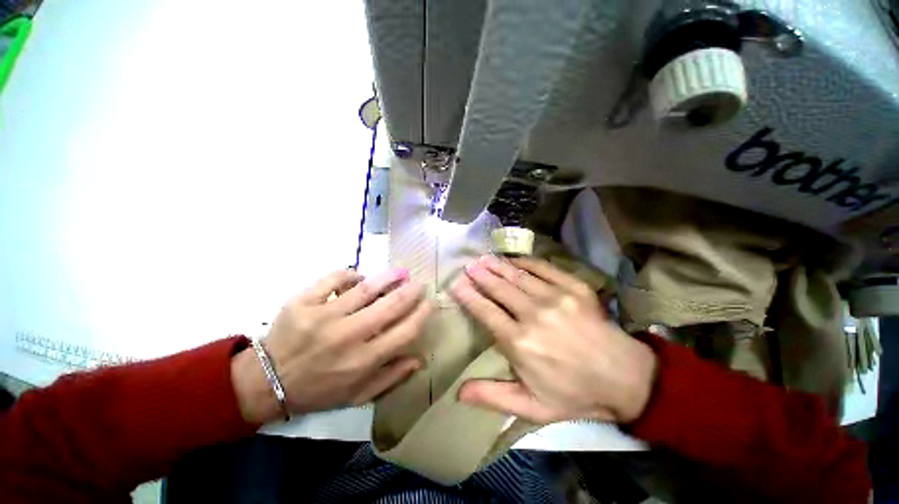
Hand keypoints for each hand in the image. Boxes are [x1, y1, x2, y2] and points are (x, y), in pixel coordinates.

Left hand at [232, 268, 430, 422]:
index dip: (421, 315)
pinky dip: (351, 275)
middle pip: (390, 306)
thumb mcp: (357, 396)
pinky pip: (334, 278)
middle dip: (411, 291)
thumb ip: (390, 377)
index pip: (404, 332)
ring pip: (365, 288)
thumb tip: (419, 359)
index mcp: (362, 361)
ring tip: (400, 272)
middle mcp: (347, 336)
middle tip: (419, 284)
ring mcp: (323, 316)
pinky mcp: (303, 301)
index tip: (428, 304)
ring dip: (388, 277)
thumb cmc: (318, 390)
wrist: (266, 382)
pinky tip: (359, 278)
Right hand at [449, 255, 656, 424]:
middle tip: (468, 265)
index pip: (486, 312)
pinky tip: (514, 259)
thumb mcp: (532, 406)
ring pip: (517, 276)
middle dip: (481, 275)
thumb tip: (458, 392)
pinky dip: (525, 262)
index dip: (469, 296)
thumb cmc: (574, 394)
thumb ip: (493, 396)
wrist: (626, 379)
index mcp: (520, 343)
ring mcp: (556, 298)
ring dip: (498, 265)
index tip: (456, 283)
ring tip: (484, 258)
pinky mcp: (575, 288)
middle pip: (499, 289)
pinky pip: (544, 268)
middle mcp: (534, 315)